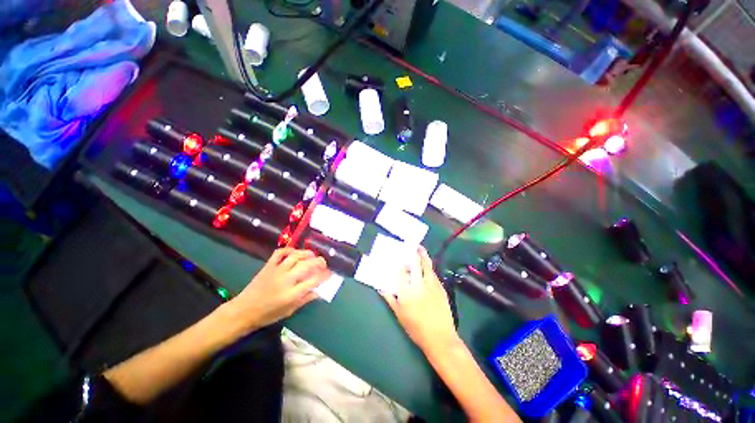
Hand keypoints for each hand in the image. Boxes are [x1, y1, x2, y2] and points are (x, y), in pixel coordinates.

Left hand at [227, 248, 330, 332]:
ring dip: (307, 254)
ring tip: (313, 255)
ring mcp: (276, 271)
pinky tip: (295, 252)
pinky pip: (279, 253)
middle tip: (324, 263)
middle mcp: (286, 280)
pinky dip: (289, 250)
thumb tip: (318, 291)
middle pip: (307, 265)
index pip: (313, 280)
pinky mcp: (268, 266)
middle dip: (319, 262)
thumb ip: (305, 299)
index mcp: (291, 294)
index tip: (330, 273)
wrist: (243, 311)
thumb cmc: (267, 314)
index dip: (324, 275)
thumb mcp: (289, 311)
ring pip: (295, 256)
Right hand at [381, 246, 459, 354]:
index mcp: (406, 292)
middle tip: (411, 244)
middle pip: (415, 264)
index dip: (400, 264)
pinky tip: (426, 267)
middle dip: (414, 252)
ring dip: (423, 255)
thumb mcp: (399, 314)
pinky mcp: (440, 287)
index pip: (401, 272)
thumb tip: (381, 288)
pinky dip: (428, 267)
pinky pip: (433, 273)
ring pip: (427, 265)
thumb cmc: (416, 328)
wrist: (440, 338)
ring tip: (419, 248)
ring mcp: (431, 285)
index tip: (399, 257)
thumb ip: (390, 299)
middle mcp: (418, 284)